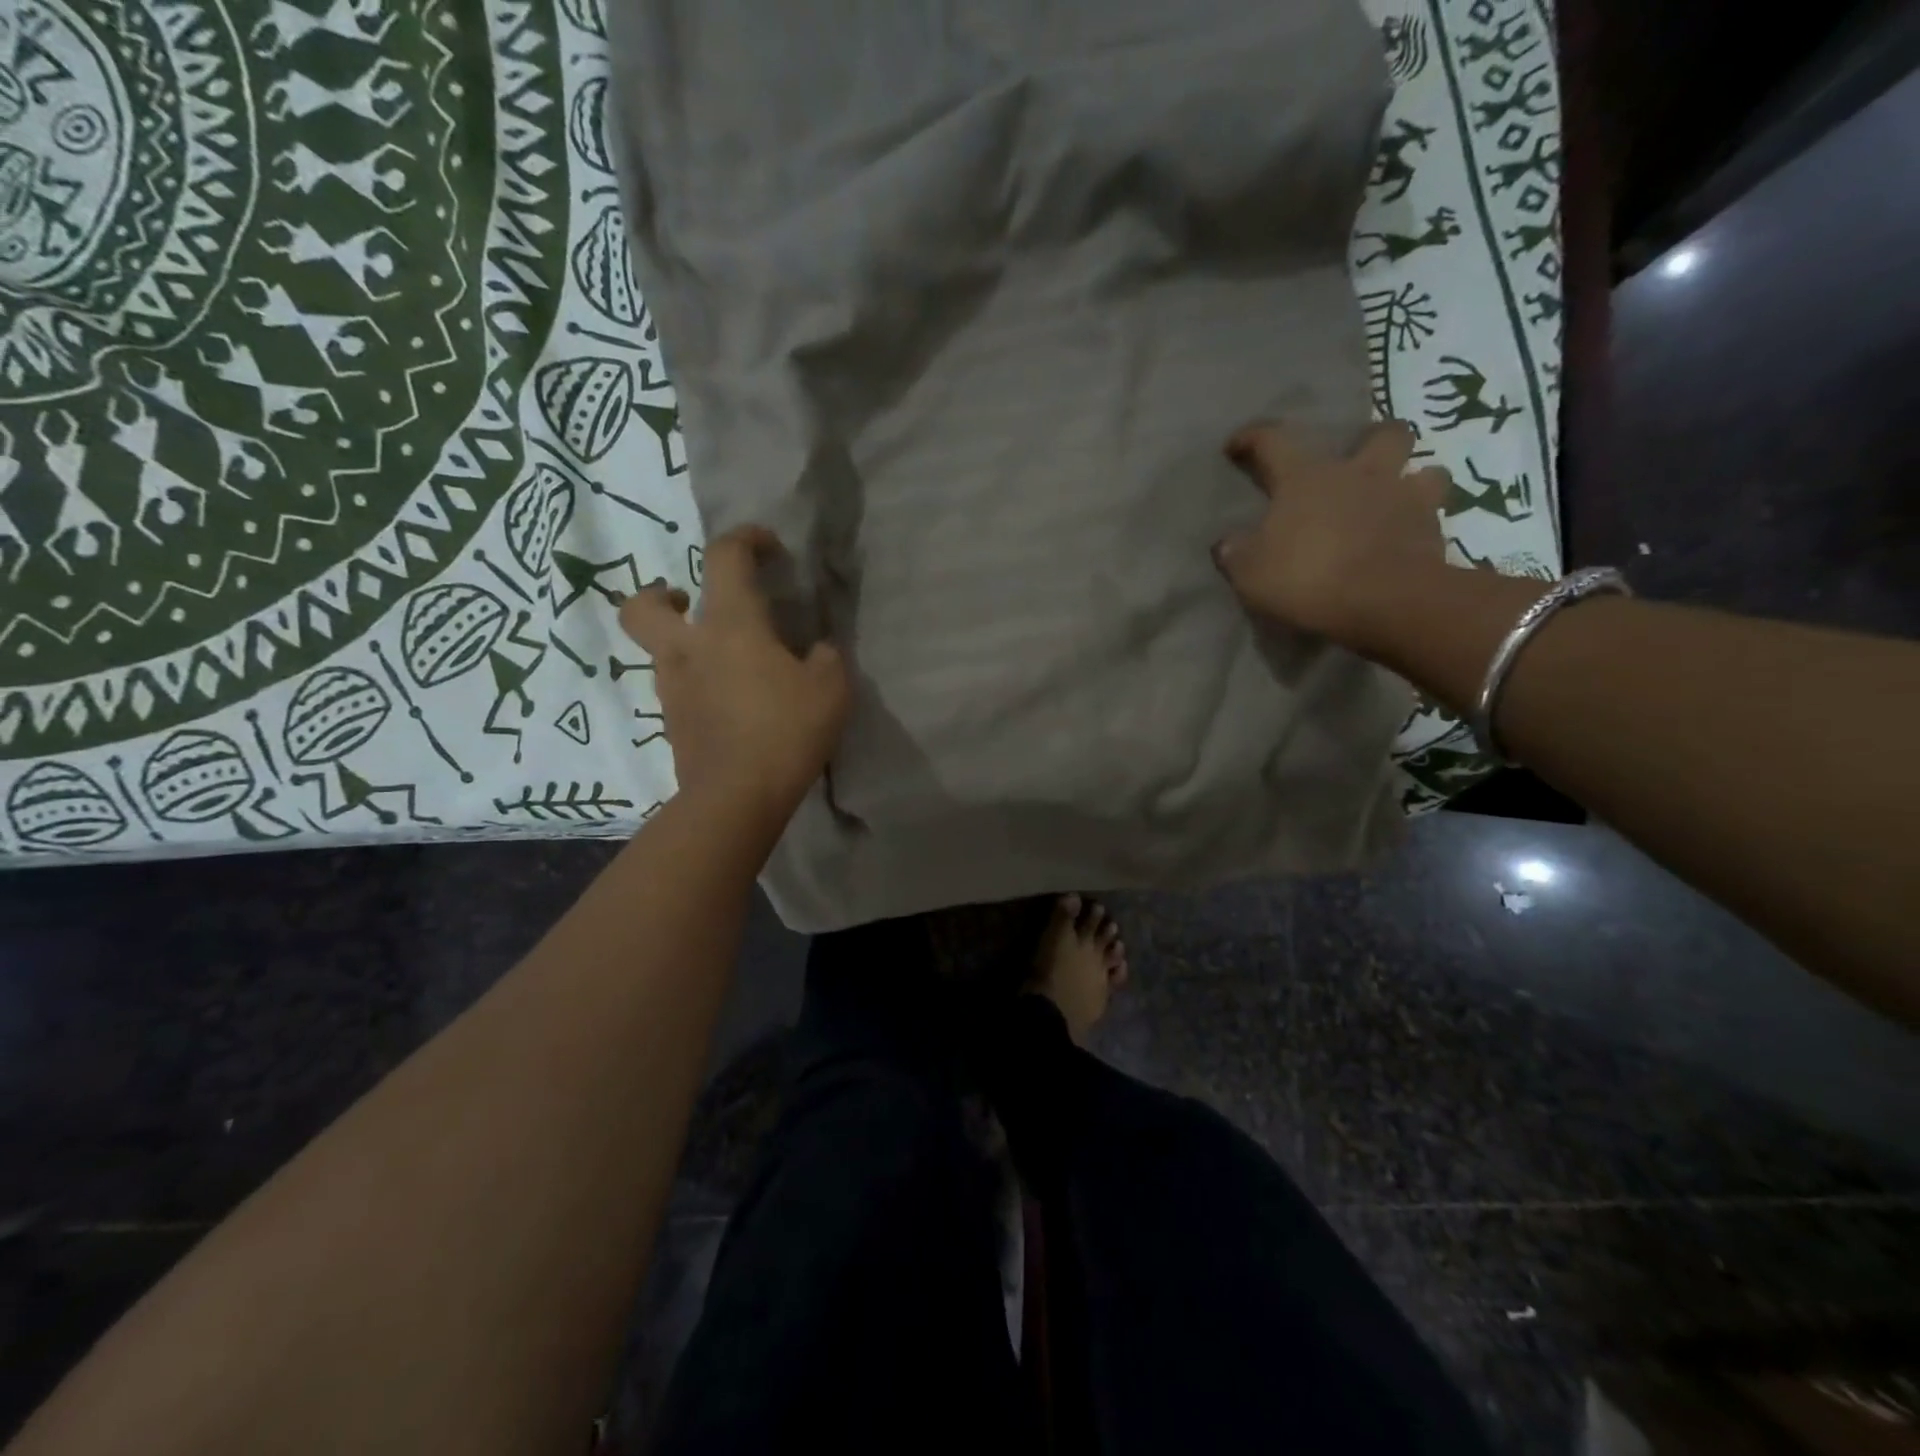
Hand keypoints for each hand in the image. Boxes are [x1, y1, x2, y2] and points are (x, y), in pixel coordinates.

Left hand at [620, 525, 849, 826]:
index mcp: (730, 625)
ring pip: (659, 652)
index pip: (725, 557)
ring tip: (726, 666)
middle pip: (642, 606)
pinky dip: (696, 686)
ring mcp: (672, 689)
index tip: (768, 548)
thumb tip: (817, 651)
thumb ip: (826, 658)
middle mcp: (689, 648)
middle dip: (659, 595)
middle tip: (689, 604)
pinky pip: (676, 690)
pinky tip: (729, 705)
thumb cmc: (786, 730)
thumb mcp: (831, 688)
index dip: (745, 539)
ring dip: (683, 646)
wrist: (736, 797)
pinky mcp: (672, 724)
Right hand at [1212, 420, 1449, 655]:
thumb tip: (1227, 543)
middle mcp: (1361, 474)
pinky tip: (1406, 543)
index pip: (1273, 440)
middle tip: (1357, 464)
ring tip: (1394, 502)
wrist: (1385, 603)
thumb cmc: (1308, 577)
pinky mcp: (1434, 532)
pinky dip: (1420, 526)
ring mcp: (1405, 499)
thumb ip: (1236, 553)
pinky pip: (1434, 518)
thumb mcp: (1250, 572)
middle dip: (1372, 441)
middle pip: (1383, 433)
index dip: (1251, 438)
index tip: (1236, 445)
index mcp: (1307, 477)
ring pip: (1426, 470)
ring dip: (1413, 480)